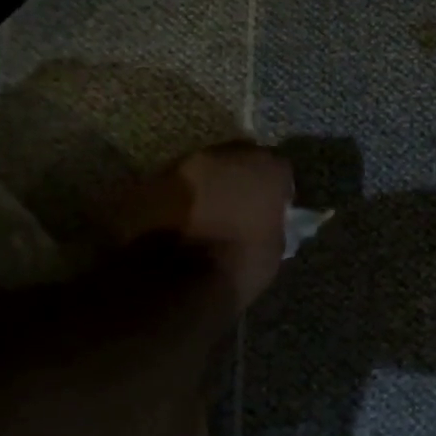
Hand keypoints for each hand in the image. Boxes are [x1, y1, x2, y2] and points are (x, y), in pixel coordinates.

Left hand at [114, 143, 294, 312]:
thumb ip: (274, 223)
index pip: (280, 169)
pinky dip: (179, 197)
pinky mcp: (155, 177)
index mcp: (267, 170)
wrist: (172, 280)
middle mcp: (229, 155)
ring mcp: (187, 163)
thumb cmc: (235, 267)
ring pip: (205, 168)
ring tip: (203, 215)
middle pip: (240, 158)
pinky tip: (178, 221)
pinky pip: (175, 184)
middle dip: (240, 178)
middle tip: (236, 207)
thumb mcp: (273, 250)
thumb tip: (268, 220)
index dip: (275, 190)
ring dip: (207, 185)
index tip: (270, 209)